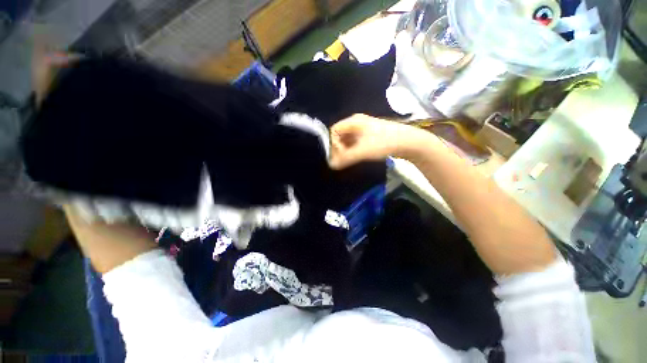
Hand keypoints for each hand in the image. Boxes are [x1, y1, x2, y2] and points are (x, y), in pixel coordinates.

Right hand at [329, 114, 433, 168]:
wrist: (408, 142)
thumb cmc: (383, 143)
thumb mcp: (362, 151)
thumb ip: (345, 158)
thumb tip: (331, 165)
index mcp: (354, 121)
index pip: (334, 130)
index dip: (333, 143)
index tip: (339, 155)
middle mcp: (357, 122)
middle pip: (341, 135)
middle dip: (339, 148)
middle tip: (343, 159)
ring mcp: (364, 129)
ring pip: (348, 139)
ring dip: (346, 150)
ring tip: (350, 160)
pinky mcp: (370, 135)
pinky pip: (356, 142)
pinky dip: (353, 150)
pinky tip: (357, 157)